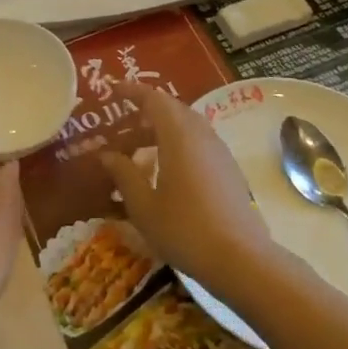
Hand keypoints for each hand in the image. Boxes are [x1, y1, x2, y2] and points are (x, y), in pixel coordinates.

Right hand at [97, 83, 273, 297]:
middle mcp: (201, 134)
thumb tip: (107, 154)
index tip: (114, 90)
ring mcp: (218, 151)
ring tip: (142, 144)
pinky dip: (179, 141)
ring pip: (188, 124)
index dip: (133, 91)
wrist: (240, 258)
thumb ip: (124, 175)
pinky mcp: (229, 168)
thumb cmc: (184, 229)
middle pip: (173, 108)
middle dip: (147, 109)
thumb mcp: (143, 206)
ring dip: (164, 126)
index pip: (154, 99)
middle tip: (123, 121)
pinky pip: (199, 140)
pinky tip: (167, 167)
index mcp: (178, 136)